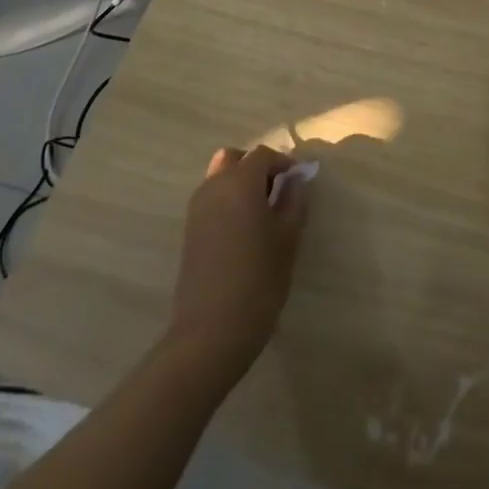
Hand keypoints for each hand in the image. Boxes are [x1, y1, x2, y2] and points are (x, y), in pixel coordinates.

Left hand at [168, 145, 308, 374]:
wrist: (209, 334)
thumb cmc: (258, 281)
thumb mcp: (287, 239)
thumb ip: (294, 201)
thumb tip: (297, 179)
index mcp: (240, 183)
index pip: (263, 155)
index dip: (283, 162)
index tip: (299, 180)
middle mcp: (214, 187)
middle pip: (234, 159)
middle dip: (256, 166)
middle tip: (278, 190)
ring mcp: (197, 210)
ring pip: (218, 178)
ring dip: (240, 183)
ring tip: (262, 212)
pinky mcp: (189, 232)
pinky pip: (211, 199)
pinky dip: (228, 201)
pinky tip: (244, 230)